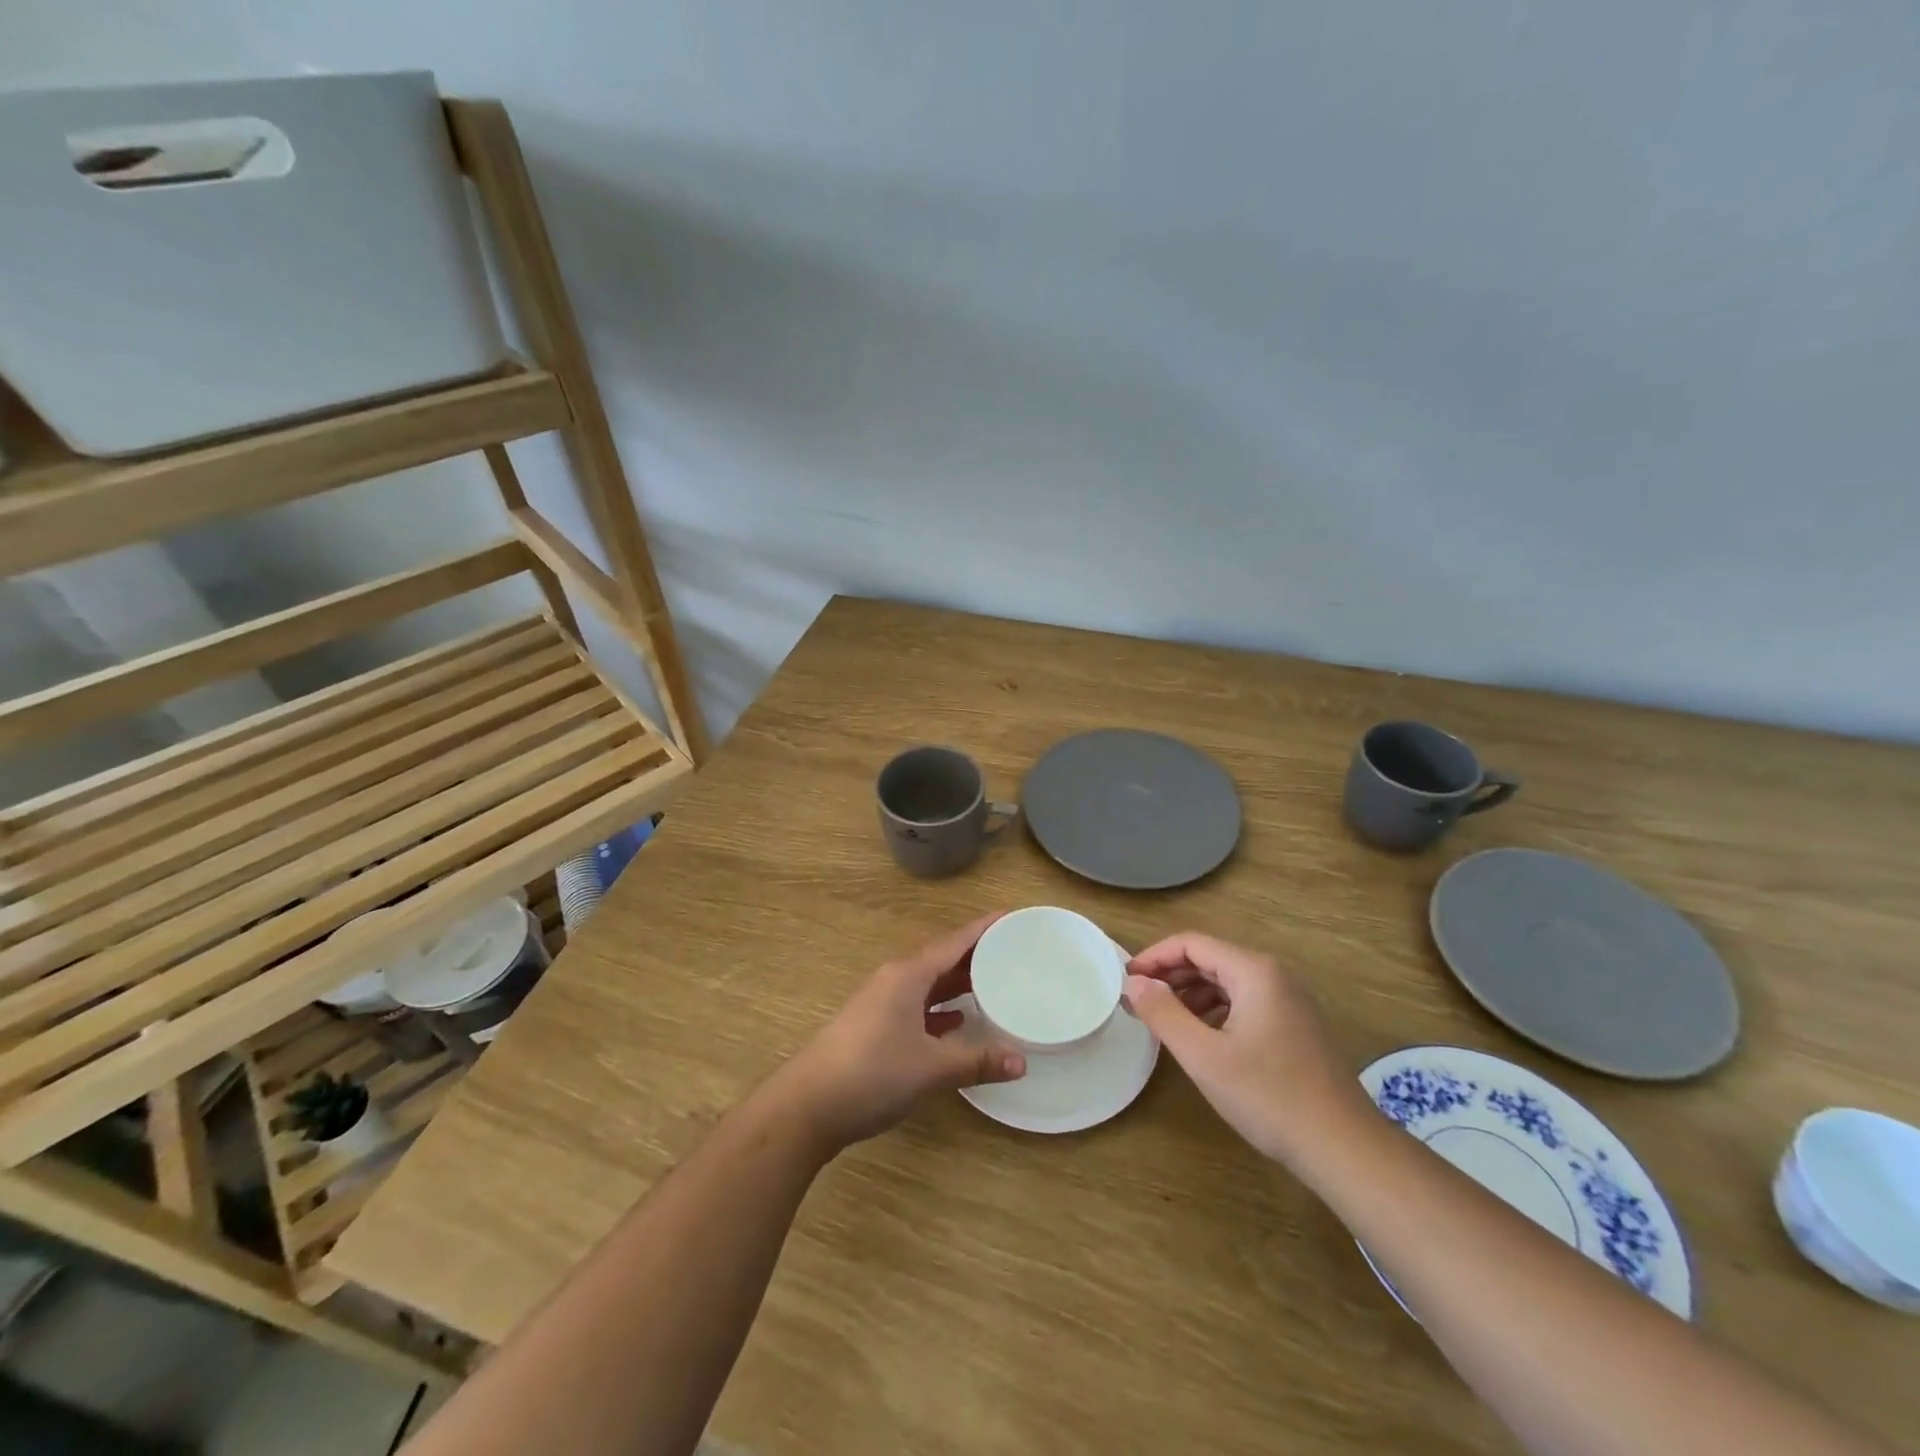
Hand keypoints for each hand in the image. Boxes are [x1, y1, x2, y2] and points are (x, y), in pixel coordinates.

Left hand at [777, 913, 1027, 1150]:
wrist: (807, 1106)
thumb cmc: (872, 1074)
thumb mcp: (931, 1068)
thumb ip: (977, 1061)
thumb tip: (1022, 1061)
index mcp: (908, 975)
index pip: (954, 942)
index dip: (984, 929)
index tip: (1012, 917)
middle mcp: (895, 980)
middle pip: (942, 959)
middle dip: (975, 955)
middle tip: (1014, 952)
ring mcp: (881, 1003)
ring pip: (928, 983)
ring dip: (957, 982)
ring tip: (993, 982)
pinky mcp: (874, 1026)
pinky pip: (916, 1005)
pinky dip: (940, 1008)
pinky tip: (957, 1021)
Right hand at [1123, 931, 1363, 1164]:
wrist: (1344, 1148)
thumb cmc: (1269, 1097)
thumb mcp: (1203, 1055)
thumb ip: (1163, 1013)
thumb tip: (1133, 983)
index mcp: (1254, 971)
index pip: (1191, 943)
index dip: (1154, 957)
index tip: (1126, 981)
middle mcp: (1274, 975)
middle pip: (1210, 958)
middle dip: (1170, 975)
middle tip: (1138, 1000)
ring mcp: (1289, 1000)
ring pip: (1227, 981)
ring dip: (1190, 994)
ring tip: (1162, 1020)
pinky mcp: (1295, 1025)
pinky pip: (1244, 1001)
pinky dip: (1214, 1010)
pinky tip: (1200, 1037)